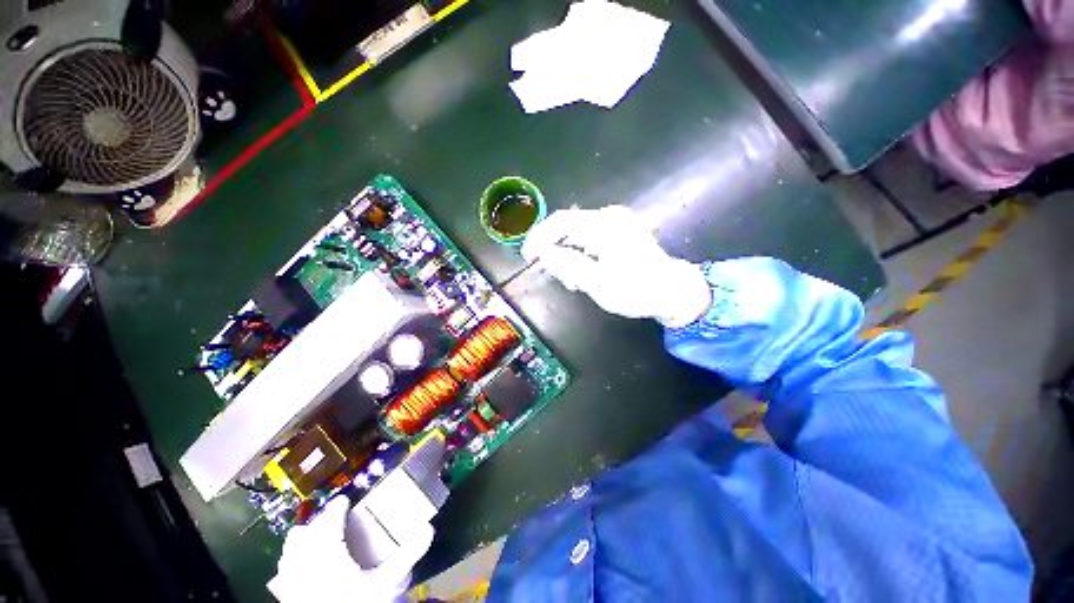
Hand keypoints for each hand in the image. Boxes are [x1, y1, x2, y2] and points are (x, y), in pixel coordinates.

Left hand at [268, 497, 433, 601]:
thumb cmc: (358, 601)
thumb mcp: (387, 582)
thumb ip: (407, 555)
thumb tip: (427, 529)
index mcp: (326, 542)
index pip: (332, 513)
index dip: (340, 506)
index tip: (347, 502)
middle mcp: (302, 547)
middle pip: (312, 525)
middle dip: (325, 522)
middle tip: (341, 528)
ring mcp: (289, 564)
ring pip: (295, 540)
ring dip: (308, 537)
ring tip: (323, 545)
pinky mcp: (284, 581)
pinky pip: (288, 559)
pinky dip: (297, 556)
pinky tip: (308, 566)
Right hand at [522, 206, 710, 327]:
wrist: (673, 292)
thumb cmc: (637, 289)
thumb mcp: (598, 283)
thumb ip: (567, 265)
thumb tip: (544, 254)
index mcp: (604, 224)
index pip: (561, 221)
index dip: (539, 237)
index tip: (528, 256)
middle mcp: (611, 216)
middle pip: (570, 226)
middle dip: (556, 249)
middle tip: (553, 275)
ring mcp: (619, 222)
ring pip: (580, 232)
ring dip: (570, 253)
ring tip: (573, 280)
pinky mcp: (624, 231)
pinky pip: (593, 236)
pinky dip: (583, 252)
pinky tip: (585, 272)